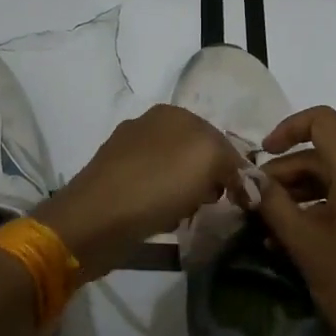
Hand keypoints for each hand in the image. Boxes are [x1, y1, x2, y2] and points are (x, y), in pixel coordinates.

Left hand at [38, 106, 245, 279]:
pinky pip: (153, 192)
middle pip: (196, 155)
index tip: (240, 197)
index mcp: (172, 113)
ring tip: (187, 216)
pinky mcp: (114, 182)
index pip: (218, 136)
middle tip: (212, 205)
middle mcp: (148, 126)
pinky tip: (163, 222)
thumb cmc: (156, 184)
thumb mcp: (208, 159)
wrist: (95, 219)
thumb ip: (232, 161)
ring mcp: (127, 154)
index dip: (233, 167)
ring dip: (187, 195)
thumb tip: (240, 177)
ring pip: (175, 174)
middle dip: (209, 180)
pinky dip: (164, 206)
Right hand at [256, 106, 335, 335]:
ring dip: (298, 196)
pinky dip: (319, 211)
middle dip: (284, 174)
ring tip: (266, 227)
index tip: (262, 157)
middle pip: (324, 156)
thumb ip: (273, 205)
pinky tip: (292, 240)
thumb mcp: (306, 246)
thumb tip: (246, 179)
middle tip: (253, 203)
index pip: (323, 122)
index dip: (288, 128)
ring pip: (334, 181)